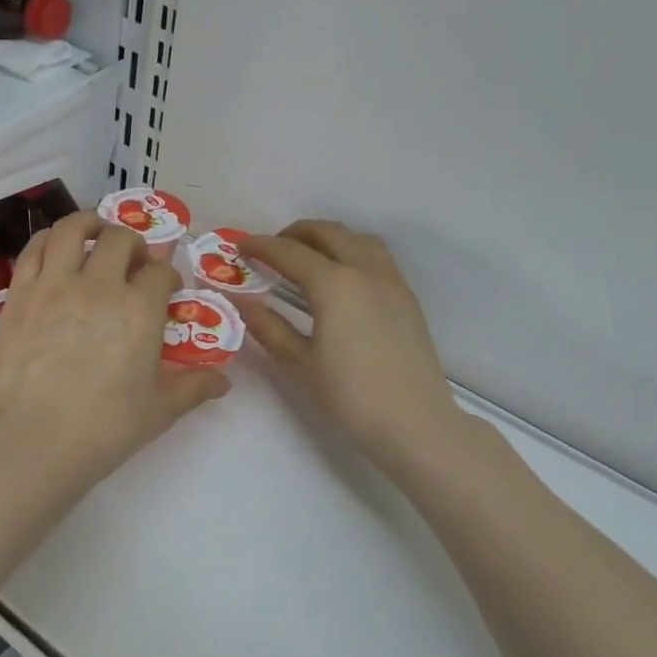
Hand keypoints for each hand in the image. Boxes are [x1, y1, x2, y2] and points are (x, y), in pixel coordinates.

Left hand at [0, 210, 228, 502]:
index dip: (167, 277)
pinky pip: (35, 249)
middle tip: (133, 263)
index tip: (166, 291)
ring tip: (95, 235)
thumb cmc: (104, 428)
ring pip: (73, 229)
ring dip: (91, 225)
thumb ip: (193, 387)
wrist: (34, 440)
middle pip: (121, 239)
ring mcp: (55, 284)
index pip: (160, 272)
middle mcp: (100, 285)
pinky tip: (57, 247)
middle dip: (134, 245)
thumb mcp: (159, 410)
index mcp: (140, 309)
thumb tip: (224, 381)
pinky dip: (50, 239)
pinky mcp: (20, 293)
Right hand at [241, 221, 453, 462]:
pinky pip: (377, 257)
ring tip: (308, 257)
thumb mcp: (300, 363)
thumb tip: (242, 302)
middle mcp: (365, 271)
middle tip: (272, 249)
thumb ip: (268, 327)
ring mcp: (392, 282)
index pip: (289, 252)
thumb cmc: (350, 396)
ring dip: (329, 238)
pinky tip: (342, 279)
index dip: (261, 246)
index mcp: (334, 284)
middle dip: (295, 233)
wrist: (415, 423)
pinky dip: (352, 251)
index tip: (240, 246)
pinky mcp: (407, 298)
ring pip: (358, 239)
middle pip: (328, 233)